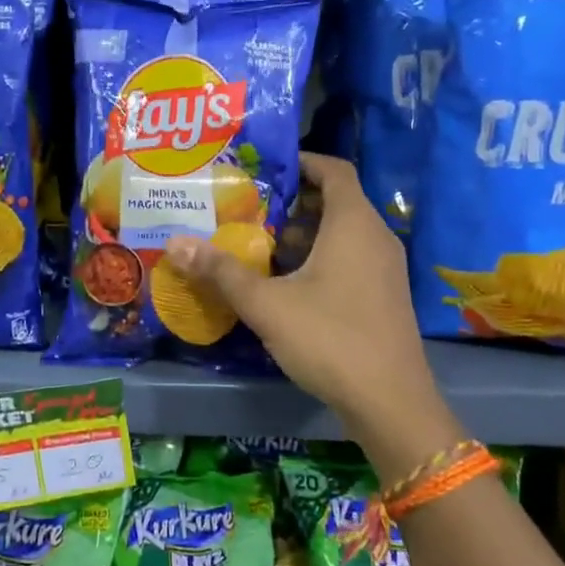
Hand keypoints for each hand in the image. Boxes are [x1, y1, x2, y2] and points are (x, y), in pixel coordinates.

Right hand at [164, 154, 460, 454]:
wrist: (390, 403)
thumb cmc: (329, 339)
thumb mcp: (267, 304)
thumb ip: (221, 271)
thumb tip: (174, 243)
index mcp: (353, 224)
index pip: (333, 169)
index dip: (301, 162)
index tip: (263, 169)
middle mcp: (376, 237)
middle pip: (335, 201)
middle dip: (291, 202)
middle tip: (248, 208)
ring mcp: (385, 268)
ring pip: (342, 233)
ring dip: (303, 233)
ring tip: (258, 244)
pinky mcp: (384, 295)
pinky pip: (350, 258)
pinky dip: (319, 257)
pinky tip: (286, 283)